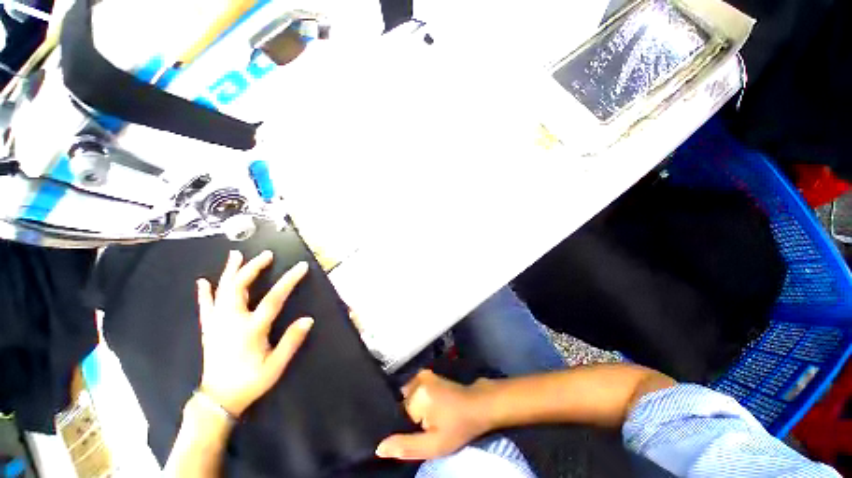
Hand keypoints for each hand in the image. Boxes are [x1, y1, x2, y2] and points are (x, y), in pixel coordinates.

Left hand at [196, 250, 312, 416]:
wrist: (219, 400)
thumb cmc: (251, 382)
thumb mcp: (276, 365)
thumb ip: (292, 341)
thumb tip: (308, 319)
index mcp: (251, 329)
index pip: (274, 298)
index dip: (289, 280)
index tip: (301, 266)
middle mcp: (231, 321)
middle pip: (240, 287)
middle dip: (253, 268)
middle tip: (266, 255)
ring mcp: (217, 324)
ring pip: (221, 291)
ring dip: (230, 271)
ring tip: (236, 255)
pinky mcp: (209, 329)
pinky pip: (205, 307)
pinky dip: (205, 293)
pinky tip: (203, 281)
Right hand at [376, 370, 493, 460]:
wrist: (478, 406)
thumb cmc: (458, 426)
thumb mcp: (434, 445)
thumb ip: (407, 446)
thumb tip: (379, 448)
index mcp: (416, 394)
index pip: (396, 415)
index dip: (403, 428)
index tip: (416, 433)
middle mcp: (416, 379)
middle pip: (401, 405)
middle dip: (407, 417)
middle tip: (424, 427)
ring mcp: (422, 375)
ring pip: (406, 398)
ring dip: (411, 409)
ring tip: (426, 418)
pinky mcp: (427, 375)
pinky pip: (413, 391)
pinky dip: (415, 400)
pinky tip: (428, 409)